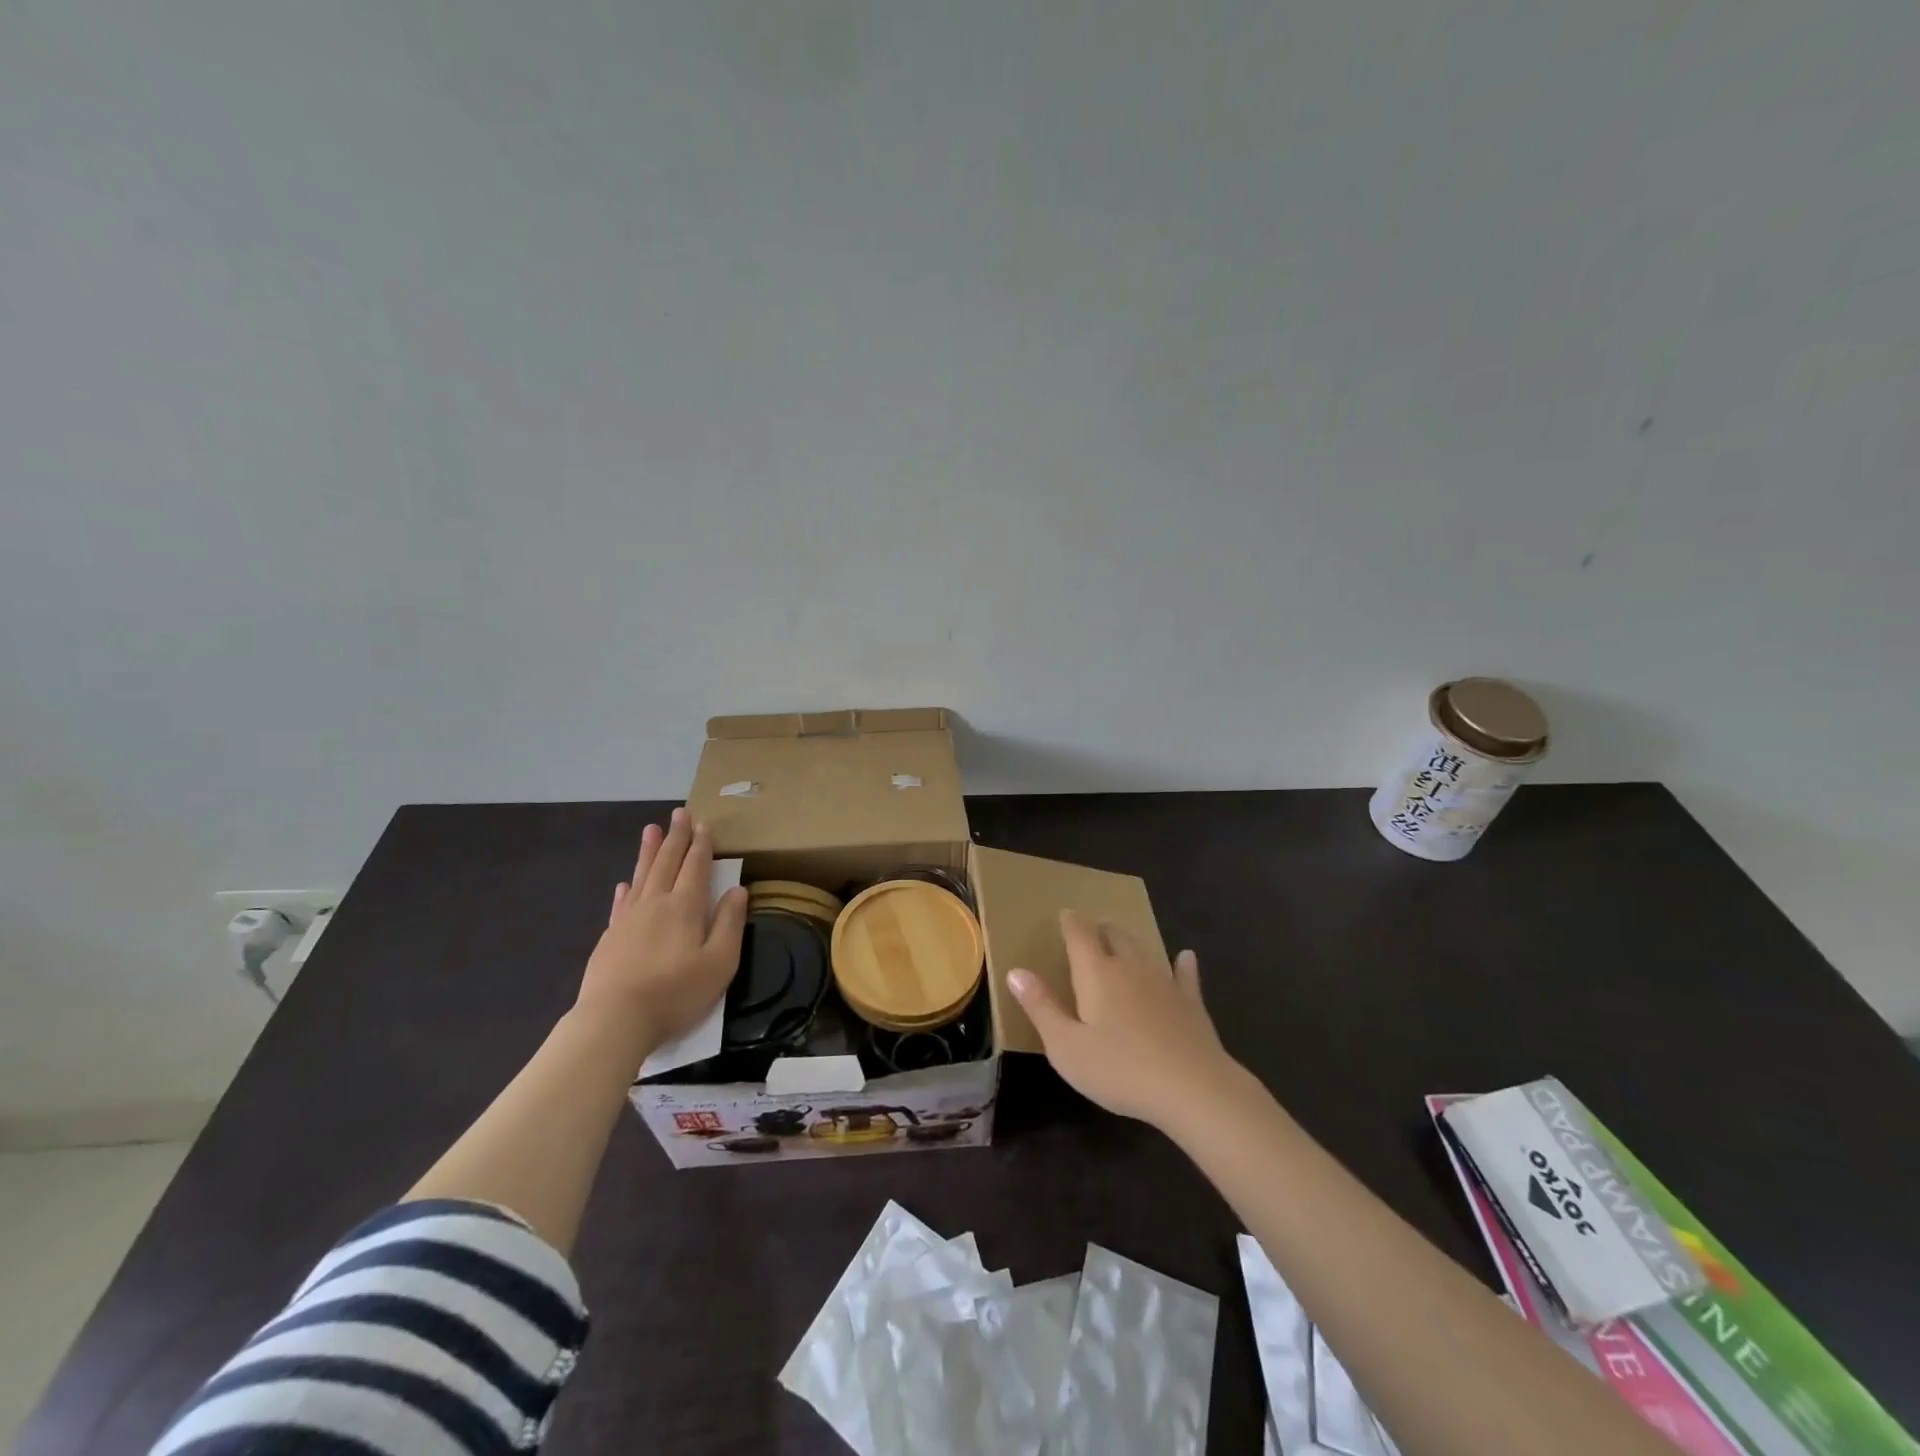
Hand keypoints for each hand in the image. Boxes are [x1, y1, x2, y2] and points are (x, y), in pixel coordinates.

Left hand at [577, 809, 747, 1051]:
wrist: (615, 1020)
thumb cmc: (676, 992)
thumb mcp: (720, 962)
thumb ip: (730, 923)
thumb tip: (738, 891)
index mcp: (685, 907)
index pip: (696, 866)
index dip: (702, 844)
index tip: (703, 823)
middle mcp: (655, 903)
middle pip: (667, 862)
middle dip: (676, 837)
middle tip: (679, 813)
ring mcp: (628, 919)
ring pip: (642, 875)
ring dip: (649, 851)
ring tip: (651, 829)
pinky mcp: (610, 937)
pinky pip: (620, 903)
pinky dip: (626, 888)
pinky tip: (625, 883)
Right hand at [1008, 910, 1242, 1130]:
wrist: (1192, 1088)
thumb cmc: (1120, 1070)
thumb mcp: (1066, 1046)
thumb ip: (1041, 1007)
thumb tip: (1015, 971)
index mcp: (1097, 973)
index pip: (1080, 935)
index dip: (1071, 922)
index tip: (1065, 914)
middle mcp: (1130, 967)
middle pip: (1115, 935)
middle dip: (1101, 929)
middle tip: (1092, 929)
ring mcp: (1164, 982)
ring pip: (1144, 950)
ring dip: (1131, 941)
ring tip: (1122, 938)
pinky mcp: (1191, 1002)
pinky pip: (1184, 975)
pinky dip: (1182, 964)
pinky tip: (1186, 957)